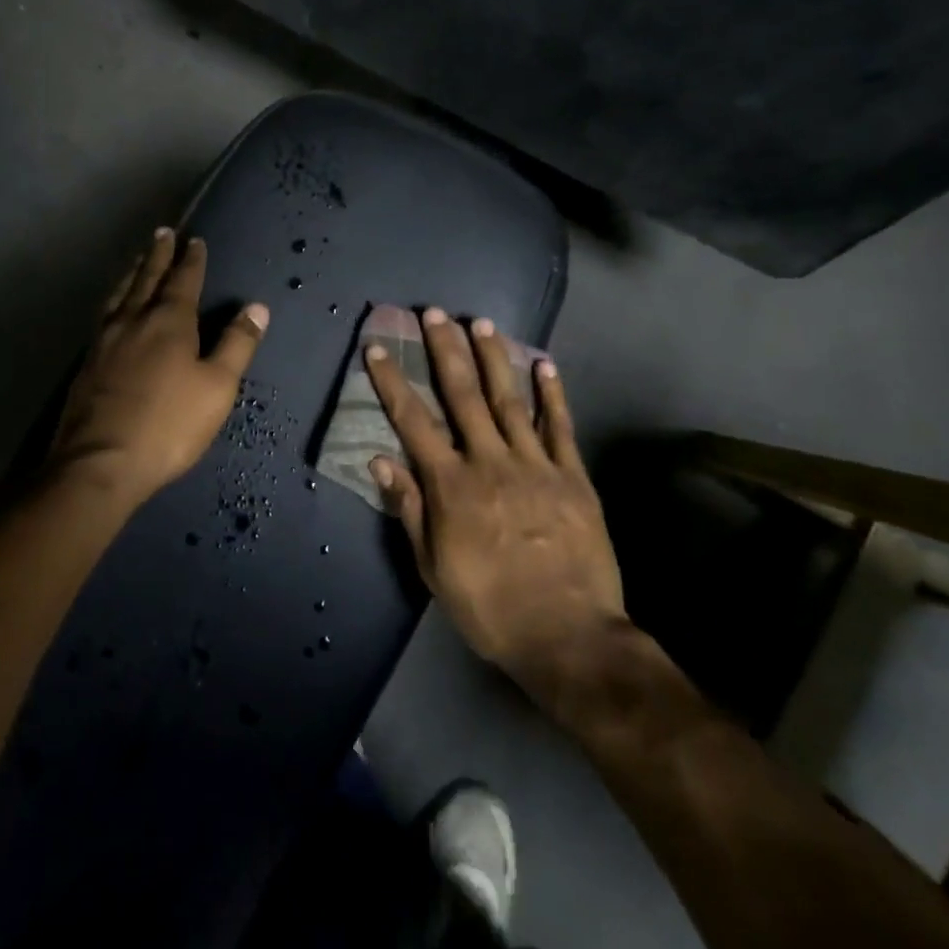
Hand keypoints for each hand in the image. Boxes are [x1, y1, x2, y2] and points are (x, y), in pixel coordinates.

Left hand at [49, 228, 269, 505]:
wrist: (99, 463)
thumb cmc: (169, 424)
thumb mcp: (217, 386)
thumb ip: (237, 344)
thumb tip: (257, 307)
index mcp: (168, 322)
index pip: (183, 280)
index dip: (191, 260)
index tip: (194, 240)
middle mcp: (133, 321)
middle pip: (146, 278)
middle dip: (157, 255)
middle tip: (162, 232)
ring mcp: (104, 341)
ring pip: (119, 295)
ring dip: (132, 273)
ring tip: (136, 260)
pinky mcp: (87, 364)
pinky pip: (103, 316)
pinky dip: (114, 300)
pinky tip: (112, 310)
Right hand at [365, 309, 626, 716]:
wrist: (569, 636)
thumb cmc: (491, 606)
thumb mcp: (434, 568)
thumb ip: (411, 509)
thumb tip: (380, 460)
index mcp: (452, 485)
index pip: (413, 422)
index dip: (392, 382)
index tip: (377, 348)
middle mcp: (490, 462)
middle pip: (462, 395)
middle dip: (445, 350)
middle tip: (434, 313)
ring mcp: (535, 464)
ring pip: (509, 399)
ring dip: (493, 358)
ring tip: (481, 322)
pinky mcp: (572, 476)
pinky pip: (560, 426)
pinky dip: (552, 393)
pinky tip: (545, 364)